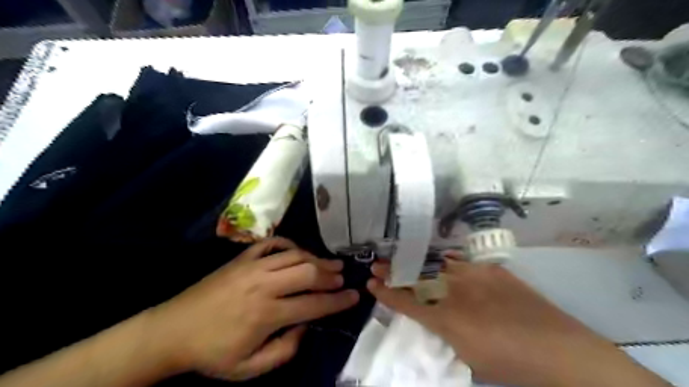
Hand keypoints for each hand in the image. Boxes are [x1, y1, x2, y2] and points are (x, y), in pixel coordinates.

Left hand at [146, 238, 357, 379]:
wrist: (172, 330)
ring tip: (331, 264)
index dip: (338, 301)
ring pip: (294, 255)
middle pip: (307, 272)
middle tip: (343, 278)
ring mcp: (252, 266)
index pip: (313, 304)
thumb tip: (306, 327)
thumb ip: (284, 351)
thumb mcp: (248, 368)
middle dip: (331, 275)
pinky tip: (298, 251)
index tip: (354, 296)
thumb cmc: (212, 353)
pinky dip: (289, 244)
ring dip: (316, 258)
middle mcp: (263, 285)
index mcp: (266, 314)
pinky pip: (272, 243)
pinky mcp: (242, 258)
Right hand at [369, 254, 671, 386]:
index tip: (371, 283)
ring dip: (415, 263)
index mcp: (448, 320)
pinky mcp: (491, 270)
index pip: (407, 302)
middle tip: (376, 264)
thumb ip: (445, 333)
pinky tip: (436, 260)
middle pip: (417, 279)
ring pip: (435, 265)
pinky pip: (460, 262)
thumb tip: (431, 316)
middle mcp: (456, 293)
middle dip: (393, 272)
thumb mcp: (468, 356)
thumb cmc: (511, 365)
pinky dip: (444, 261)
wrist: (561, 351)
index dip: (386, 293)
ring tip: (400, 257)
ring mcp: (475, 277)